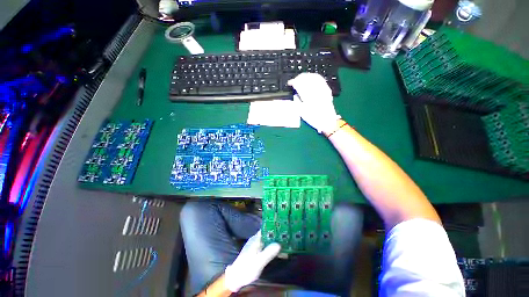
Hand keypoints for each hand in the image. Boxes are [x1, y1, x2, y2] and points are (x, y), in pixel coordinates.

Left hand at [224, 231, 280, 291]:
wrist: (236, 278)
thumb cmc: (247, 268)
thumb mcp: (259, 261)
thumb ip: (268, 252)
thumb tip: (279, 244)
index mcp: (256, 239)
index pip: (266, 228)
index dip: (274, 227)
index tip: (283, 227)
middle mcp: (256, 240)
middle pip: (268, 234)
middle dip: (277, 235)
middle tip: (287, 236)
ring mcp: (256, 246)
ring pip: (267, 240)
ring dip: (275, 241)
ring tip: (286, 242)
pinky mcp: (256, 252)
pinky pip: (266, 246)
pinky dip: (272, 247)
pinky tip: (278, 251)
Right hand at [288, 73, 340, 133]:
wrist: (327, 121)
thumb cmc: (314, 118)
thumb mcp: (302, 112)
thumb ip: (297, 102)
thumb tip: (295, 94)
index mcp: (308, 97)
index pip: (299, 85)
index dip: (293, 82)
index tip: (290, 83)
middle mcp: (316, 91)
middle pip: (307, 79)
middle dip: (299, 78)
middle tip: (294, 80)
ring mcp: (322, 89)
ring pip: (313, 77)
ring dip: (306, 76)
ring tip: (301, 77)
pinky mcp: (327, 90)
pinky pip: (320, 79)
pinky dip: (314, 77)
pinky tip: (311, 77)